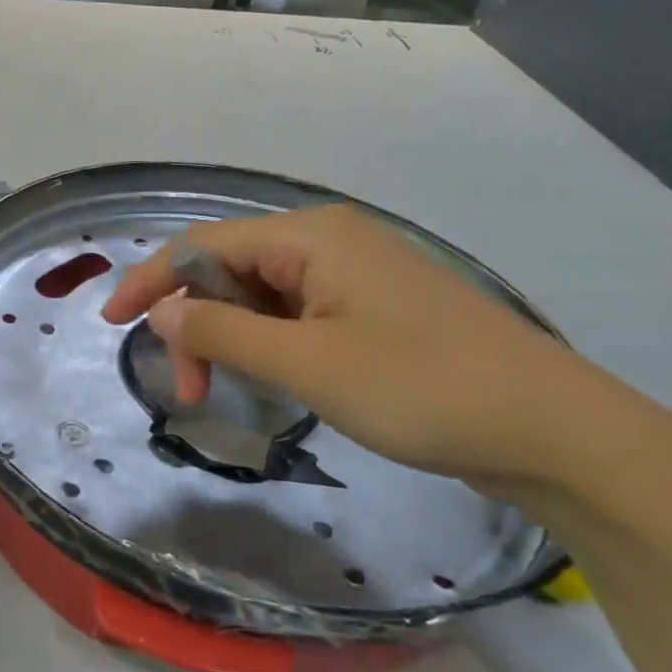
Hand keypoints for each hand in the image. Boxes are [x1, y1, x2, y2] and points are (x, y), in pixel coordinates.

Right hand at [101, 205, 651, 491]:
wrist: (558, 434)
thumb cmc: (424, 389)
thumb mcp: (307, 365)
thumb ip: (224, 334)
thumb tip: (162, 313)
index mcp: (311, 237)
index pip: (204, 245)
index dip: (152, 282)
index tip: (113, 324)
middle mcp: (329, 243)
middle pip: (230, 269)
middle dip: (196, 324)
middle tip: (187, 390)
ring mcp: (355, 276)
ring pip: (261, 296)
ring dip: (230, 340)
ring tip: (222, 392)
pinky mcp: (373, 310)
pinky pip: (296, 316)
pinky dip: (267, 346)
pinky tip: (269, 379)